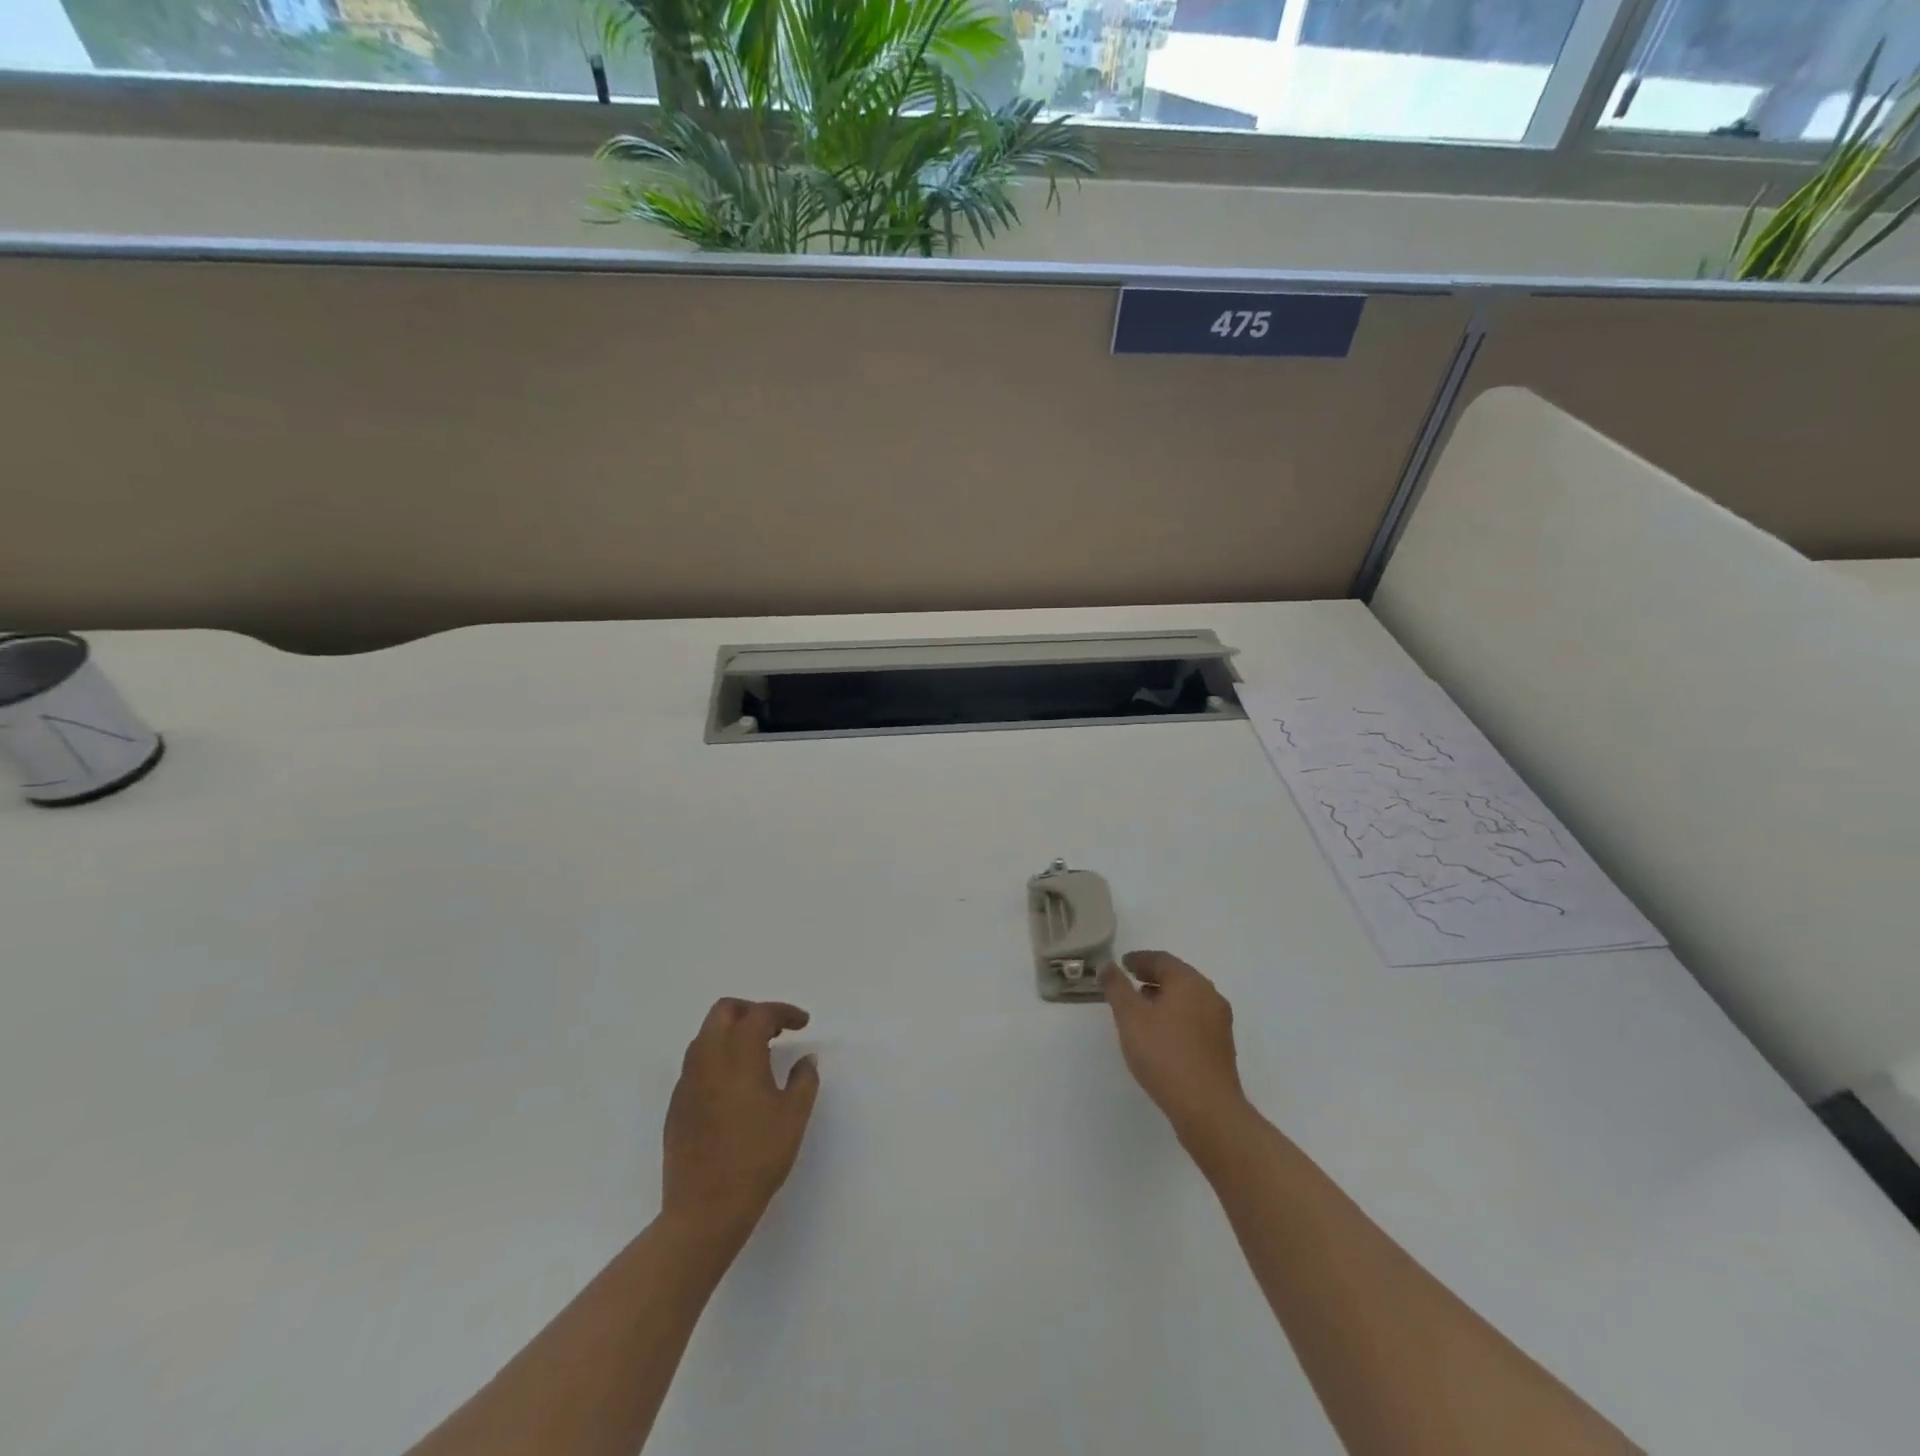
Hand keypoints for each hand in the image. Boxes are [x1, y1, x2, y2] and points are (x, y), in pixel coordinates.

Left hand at [662, 998, 819, 1243]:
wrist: (705, 1209)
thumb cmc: (757, 1158)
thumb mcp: (794, 1116)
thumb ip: (804, 1079)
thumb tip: (805, 1059)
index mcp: (738, 1054)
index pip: (760, 1014)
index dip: (784, 1012)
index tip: (802, 1024)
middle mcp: (708, 1058)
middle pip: (724, 1011)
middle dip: (751, 1011)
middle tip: (776, 1029)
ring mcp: (687, 1082)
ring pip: (705, 1036)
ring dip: (731, 1033)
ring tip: (757, 1054)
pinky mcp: (676, 1105)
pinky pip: (696, 1064)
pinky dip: (717, 1058)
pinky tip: (734, 1085)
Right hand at [1101, 952, 1247, 1145]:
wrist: (1207, 1108)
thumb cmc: (1164, 1054)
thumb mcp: (1130, 1017)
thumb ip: (1117, 987)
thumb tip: (1107, 964)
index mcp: (1189, 981)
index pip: (1161, 959)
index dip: (1139, 959)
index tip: (1122, 964)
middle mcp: (1209, 995)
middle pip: (1177, 977)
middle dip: (1152, 977)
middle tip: (1130, 984)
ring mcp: (1219, 1021)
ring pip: (1188, 999)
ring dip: (1164, 998)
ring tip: (1141, 1010)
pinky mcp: (1222, 1046)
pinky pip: (1195, 1019)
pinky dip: (1176, 1016)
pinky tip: (1161, 1034)